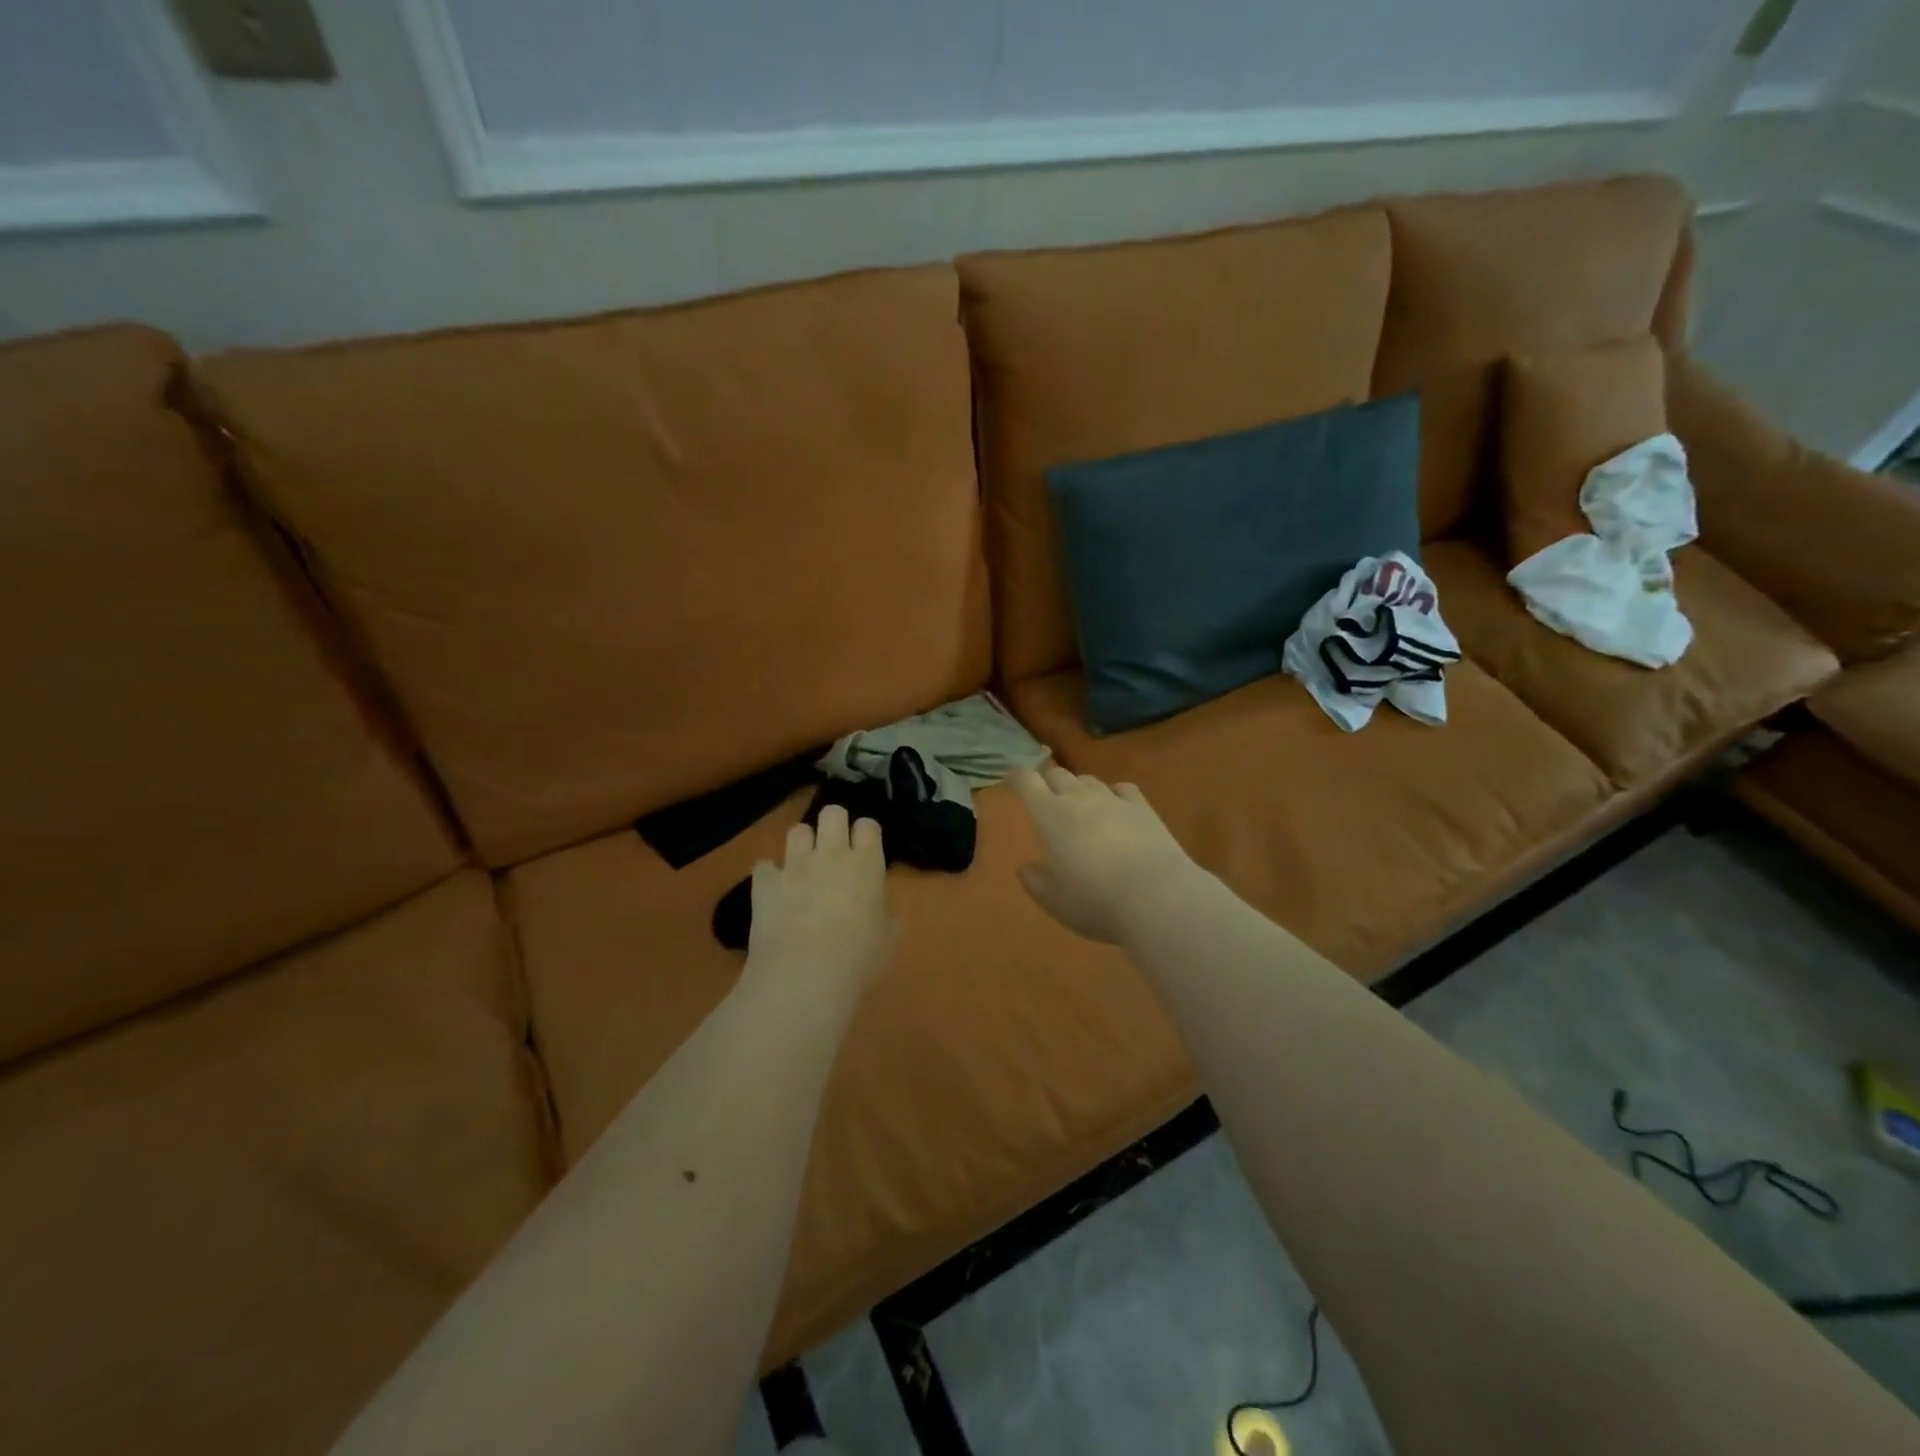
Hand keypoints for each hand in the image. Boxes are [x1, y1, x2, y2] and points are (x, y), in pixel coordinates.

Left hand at [746, 804, 895, 995]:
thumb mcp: (888, 941)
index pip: (868, 825)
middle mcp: (831, 855)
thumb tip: (883, 912)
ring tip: (804, 865)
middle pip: (832, 813)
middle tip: (835, 849)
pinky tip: (773, 890)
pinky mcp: (764, 884)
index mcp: (866, 864)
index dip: (866, 834)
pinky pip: (764, 866)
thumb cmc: (858, 960)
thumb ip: (887, 918)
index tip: (865, 849)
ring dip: (802, 844)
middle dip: (834, 824)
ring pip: (797, 830)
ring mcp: (794, 866)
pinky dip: (769, 875)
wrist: (804, 976)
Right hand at [1010, 766, 1197, 944]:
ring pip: (1089, 780)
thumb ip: (1036, 881)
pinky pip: (1123, 789)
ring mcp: (1114, 800)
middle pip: (1058, 775)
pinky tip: (1116, 803)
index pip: (1027, 783)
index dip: (1017, 777)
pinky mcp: (1143, 808)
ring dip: (1079, 787)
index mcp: (1050, 815)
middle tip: (1045, 793)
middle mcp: (1079, 799)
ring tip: (1079, 801)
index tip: (1012, 777)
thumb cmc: (1094, 900)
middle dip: (1048, 781)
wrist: (1156, 896)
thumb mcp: (1055, 900)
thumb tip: (1025, 868)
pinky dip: (1113, 793)